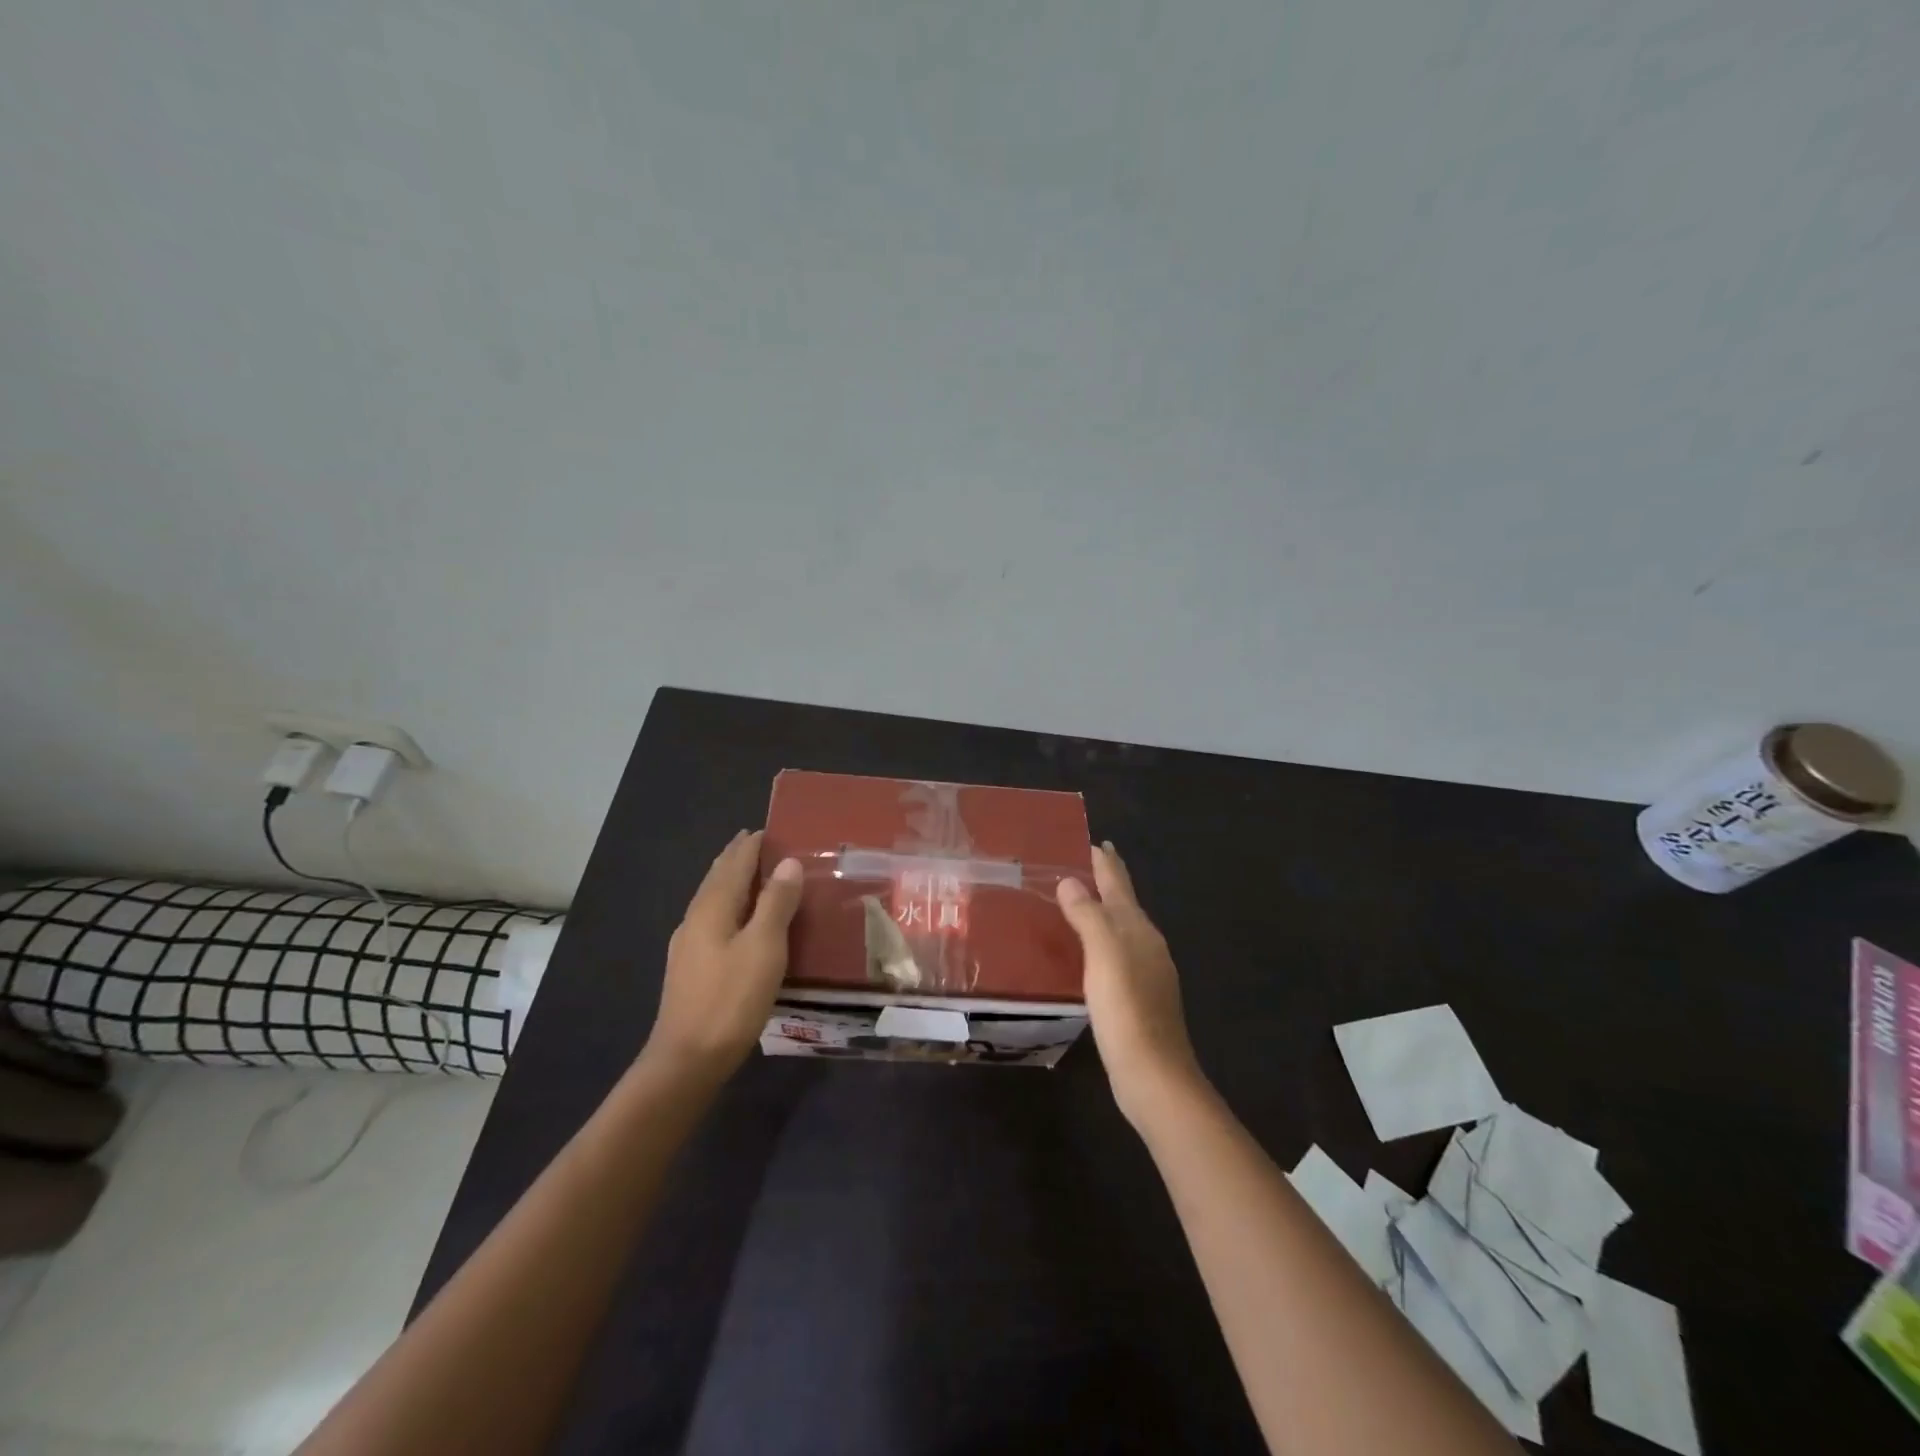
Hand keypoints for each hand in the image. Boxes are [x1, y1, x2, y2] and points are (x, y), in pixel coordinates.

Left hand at [646, 831, 803, 1078]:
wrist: (687, 1060)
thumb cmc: (731, 999)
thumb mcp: (764, 947)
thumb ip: (776, 902)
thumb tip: (789, 862)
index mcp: (713, 907)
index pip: (734, 862)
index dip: (752, 844)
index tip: (771, 828)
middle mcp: (696, 918)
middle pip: (718, 876)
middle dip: (738, 856)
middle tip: (762, 842)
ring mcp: (688, 944)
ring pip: (713, 898)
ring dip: (733, 880)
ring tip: (755, 874)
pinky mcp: (691, 967)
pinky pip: (713, 919)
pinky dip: (730, 905)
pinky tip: (739, 920)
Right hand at [1057, 843, 1203, 1124]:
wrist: (1153, 1074)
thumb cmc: (1126, 1008)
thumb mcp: (1103, 954)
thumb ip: (1088, 914)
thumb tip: (1071, 880)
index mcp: (1138, 928)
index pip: (1119, 883)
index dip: (1105, 861)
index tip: (1090, 840)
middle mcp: (1146, 944)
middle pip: (1123, 903)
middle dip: (1105, 881)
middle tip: (1078, 863)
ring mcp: (1145, 971)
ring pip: (1120, 928)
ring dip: (1102, 910)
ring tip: (1076, 900)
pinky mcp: (1136, 996)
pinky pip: (1115, 953)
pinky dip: (1100, 939)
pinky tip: (1086, 951)